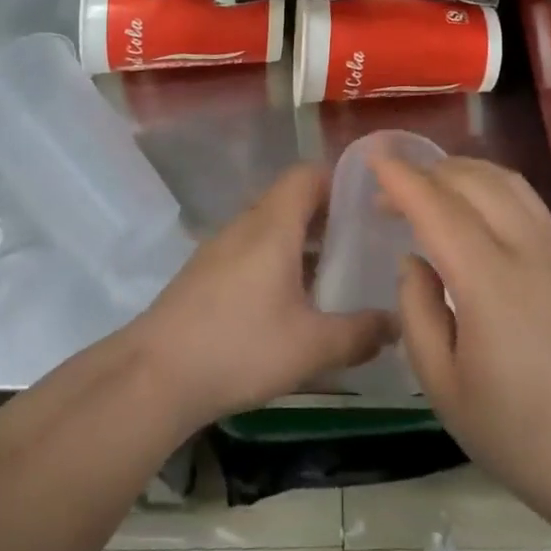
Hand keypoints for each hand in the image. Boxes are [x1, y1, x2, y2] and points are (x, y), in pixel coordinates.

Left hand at [132, 165, 393, 432]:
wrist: (154, 376)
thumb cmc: (240, 347)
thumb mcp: (311, 346)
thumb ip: (360, 333)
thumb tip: (396, 324)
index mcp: (274, 224)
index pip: (307, 174)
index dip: (339, 179)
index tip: (368, 203)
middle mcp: (246, 224)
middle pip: (290, 199)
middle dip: (327, 215)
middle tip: (361, 242)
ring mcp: (220, 247)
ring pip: (270, 226)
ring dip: (301, 240)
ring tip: (333, 273)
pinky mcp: (205, 272)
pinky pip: (251, 248)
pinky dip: (276, 259)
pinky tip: (289, 301)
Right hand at [377, 156, 550, 516]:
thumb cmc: (520, 434)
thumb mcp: (443, 387)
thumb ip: (417, 313)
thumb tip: (414, 261)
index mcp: (489, 282)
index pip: (438, 208)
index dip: (402, 179)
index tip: (374, 159)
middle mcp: (526, 249)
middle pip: (472, 180)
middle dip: (426, 172)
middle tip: (390, 191)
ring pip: (504, 180)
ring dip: (460, 171)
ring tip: (429, 187)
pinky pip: (525, 198)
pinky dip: (489, 184)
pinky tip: (473, 207)